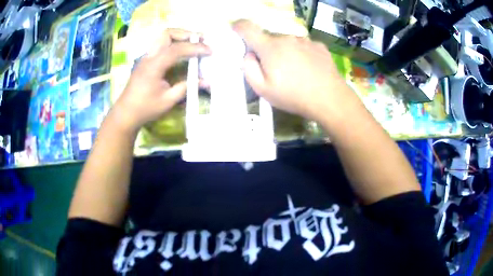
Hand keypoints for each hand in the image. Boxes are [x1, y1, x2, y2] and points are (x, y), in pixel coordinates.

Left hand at [112, 29, 210, 133]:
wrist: (126, 113)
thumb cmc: (145, 108)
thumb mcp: (168, 101)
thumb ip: (186, 87)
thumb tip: (205, 81)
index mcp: (154, 66)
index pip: (176, 49)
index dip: (194, 48)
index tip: (209, 50)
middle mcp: (149, 56)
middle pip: (167, 34)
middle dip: (186, 34)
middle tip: (201, 39)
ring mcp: (146, 57)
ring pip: (162, 37)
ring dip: (179, 36)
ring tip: (193, 41)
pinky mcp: (146, 60)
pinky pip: (161, 44)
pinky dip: (173, 42)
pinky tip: (181, 50)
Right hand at [233, 21, 360, 121]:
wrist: (330, 99)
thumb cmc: (294, 96)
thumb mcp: (263, 89)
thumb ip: (249, 68)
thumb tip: (249, 54)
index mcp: (270, 47)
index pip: (248, 28)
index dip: (239, 26)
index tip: (237, 29)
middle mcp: (287, 38)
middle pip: (270, 38)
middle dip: (267, 49)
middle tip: (275, 69)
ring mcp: (305, 40)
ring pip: (288, 42)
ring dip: (286, 51)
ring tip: (295, 71)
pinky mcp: (319, 46)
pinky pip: (304, 46)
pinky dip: (302, 53)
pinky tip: (309, 69)